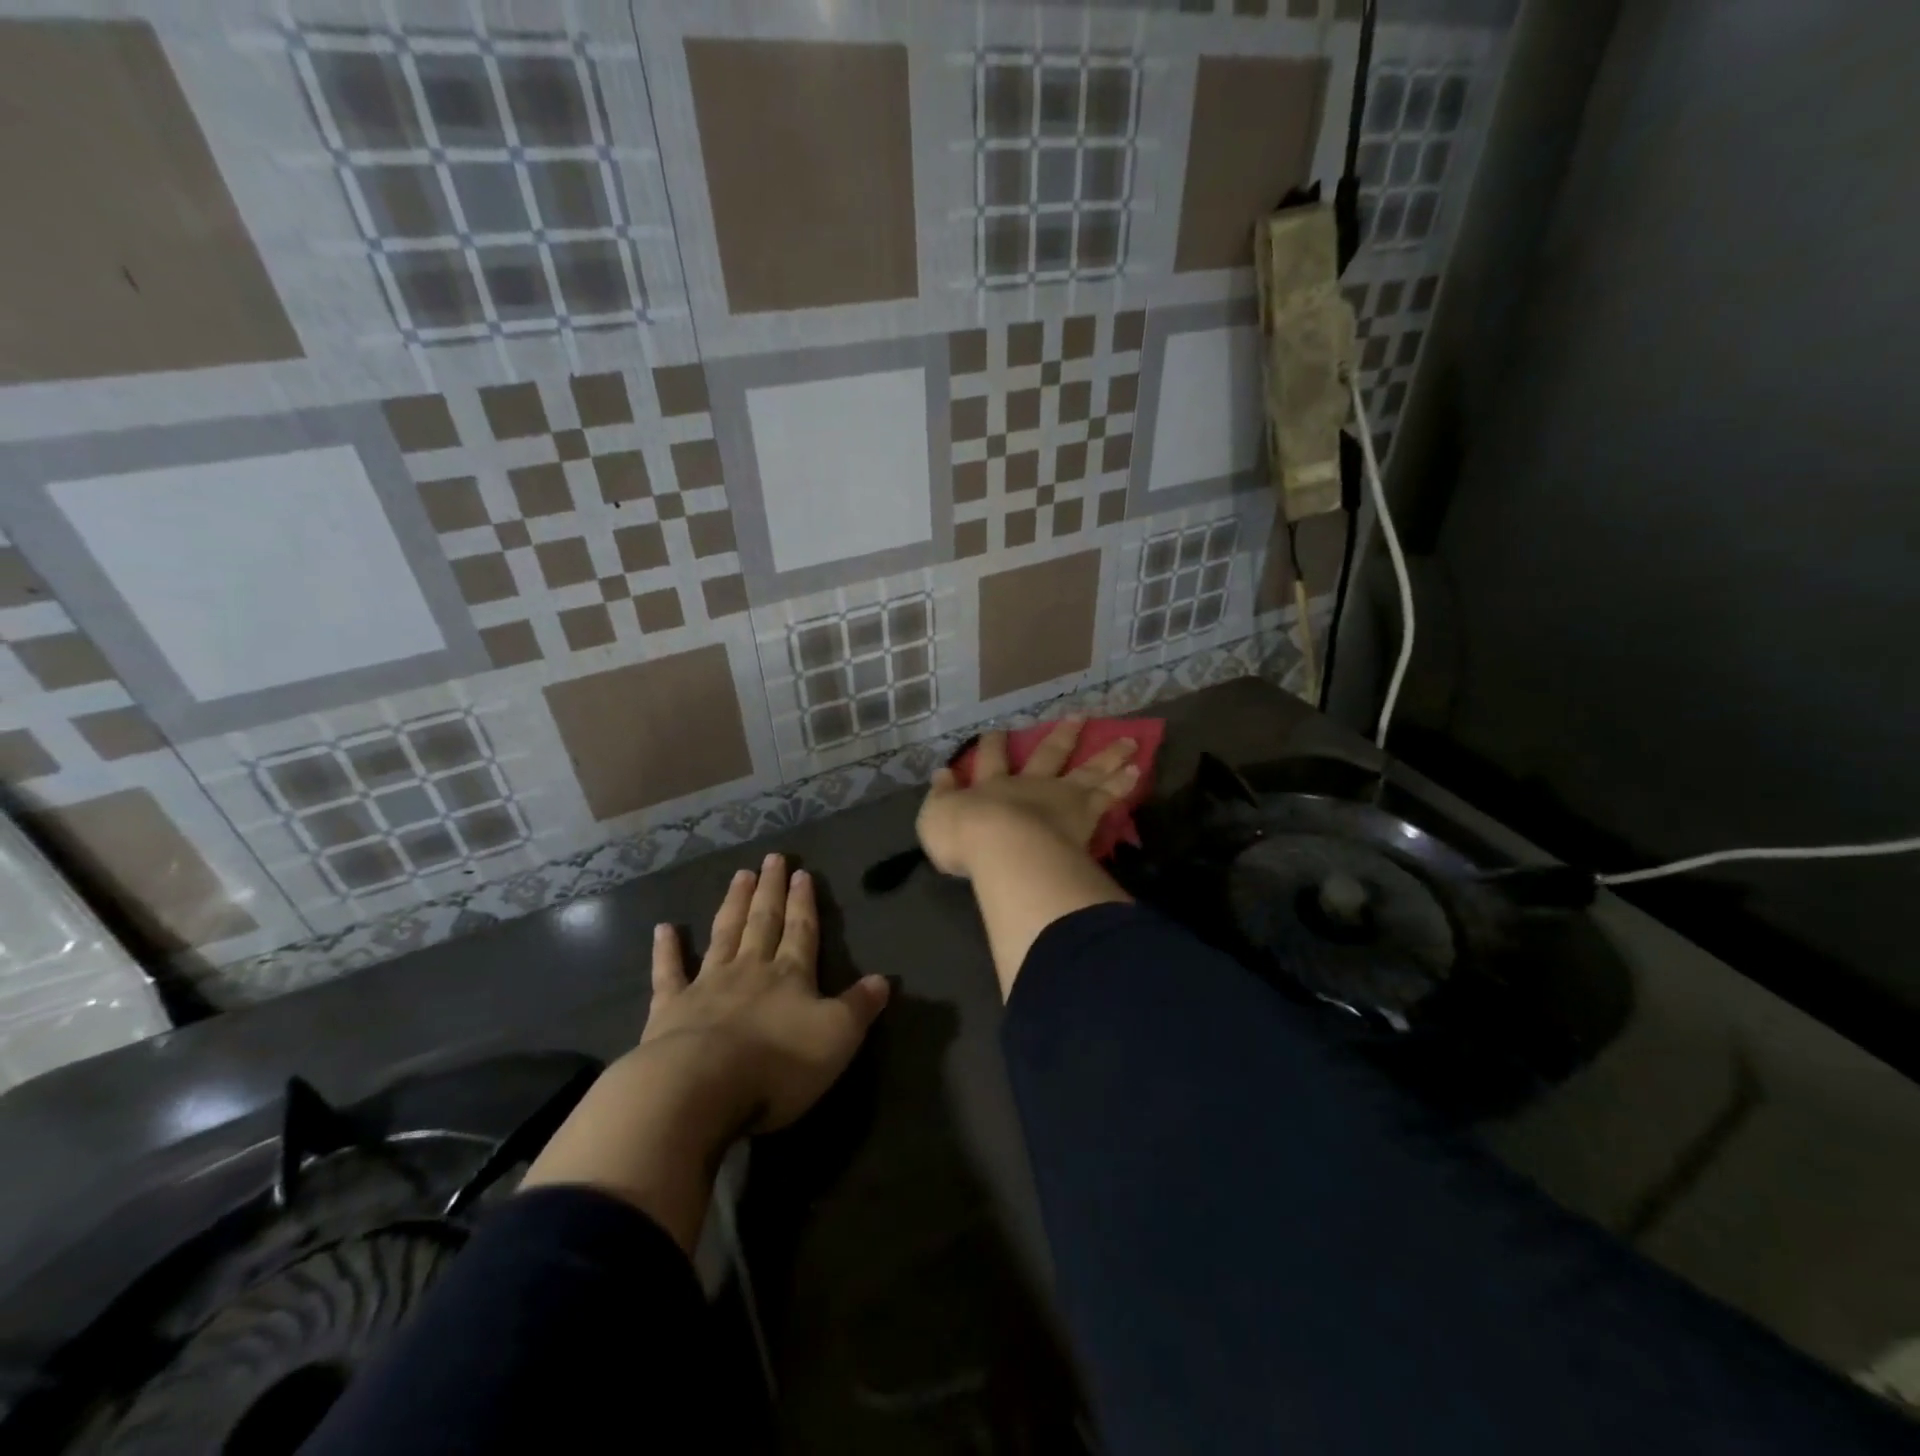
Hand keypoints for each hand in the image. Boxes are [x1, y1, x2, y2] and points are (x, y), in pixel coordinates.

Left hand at [521, 854, 887, 1251]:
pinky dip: (666, 950)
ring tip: (739, 875)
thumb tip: (883, 979)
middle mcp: (750, 970)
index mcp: (791, 975)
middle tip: (772, 859)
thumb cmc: (778, 1064)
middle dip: (770, 891)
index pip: (801, 931)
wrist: (699, 1087)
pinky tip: (664, 928)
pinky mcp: (669, 1009)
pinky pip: (669, 973)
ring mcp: (707, 985)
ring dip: (734, 905)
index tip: (802, 872)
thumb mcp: (837, 1037)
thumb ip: (859, 1007)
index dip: (804, 902)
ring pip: (724, 935)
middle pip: (763, 922)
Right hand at [917, 717, 1140, 878]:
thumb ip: (941, 796)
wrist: (1006, 849)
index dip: (992, 744)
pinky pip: (1108, 796)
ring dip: (1108, 755)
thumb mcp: (936, 817)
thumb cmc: (966, 837)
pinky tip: (1137, 772)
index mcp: (992, 786)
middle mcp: (1029, 785)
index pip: (991, 760)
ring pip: (1088, 771)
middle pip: (1049, 755)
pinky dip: (1122, 784)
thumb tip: (940, 773)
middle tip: (1080, 716)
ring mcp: (1061, 797)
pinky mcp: (1085, 815)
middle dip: (1062, 736)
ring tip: (1130, 741)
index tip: (998, 729)